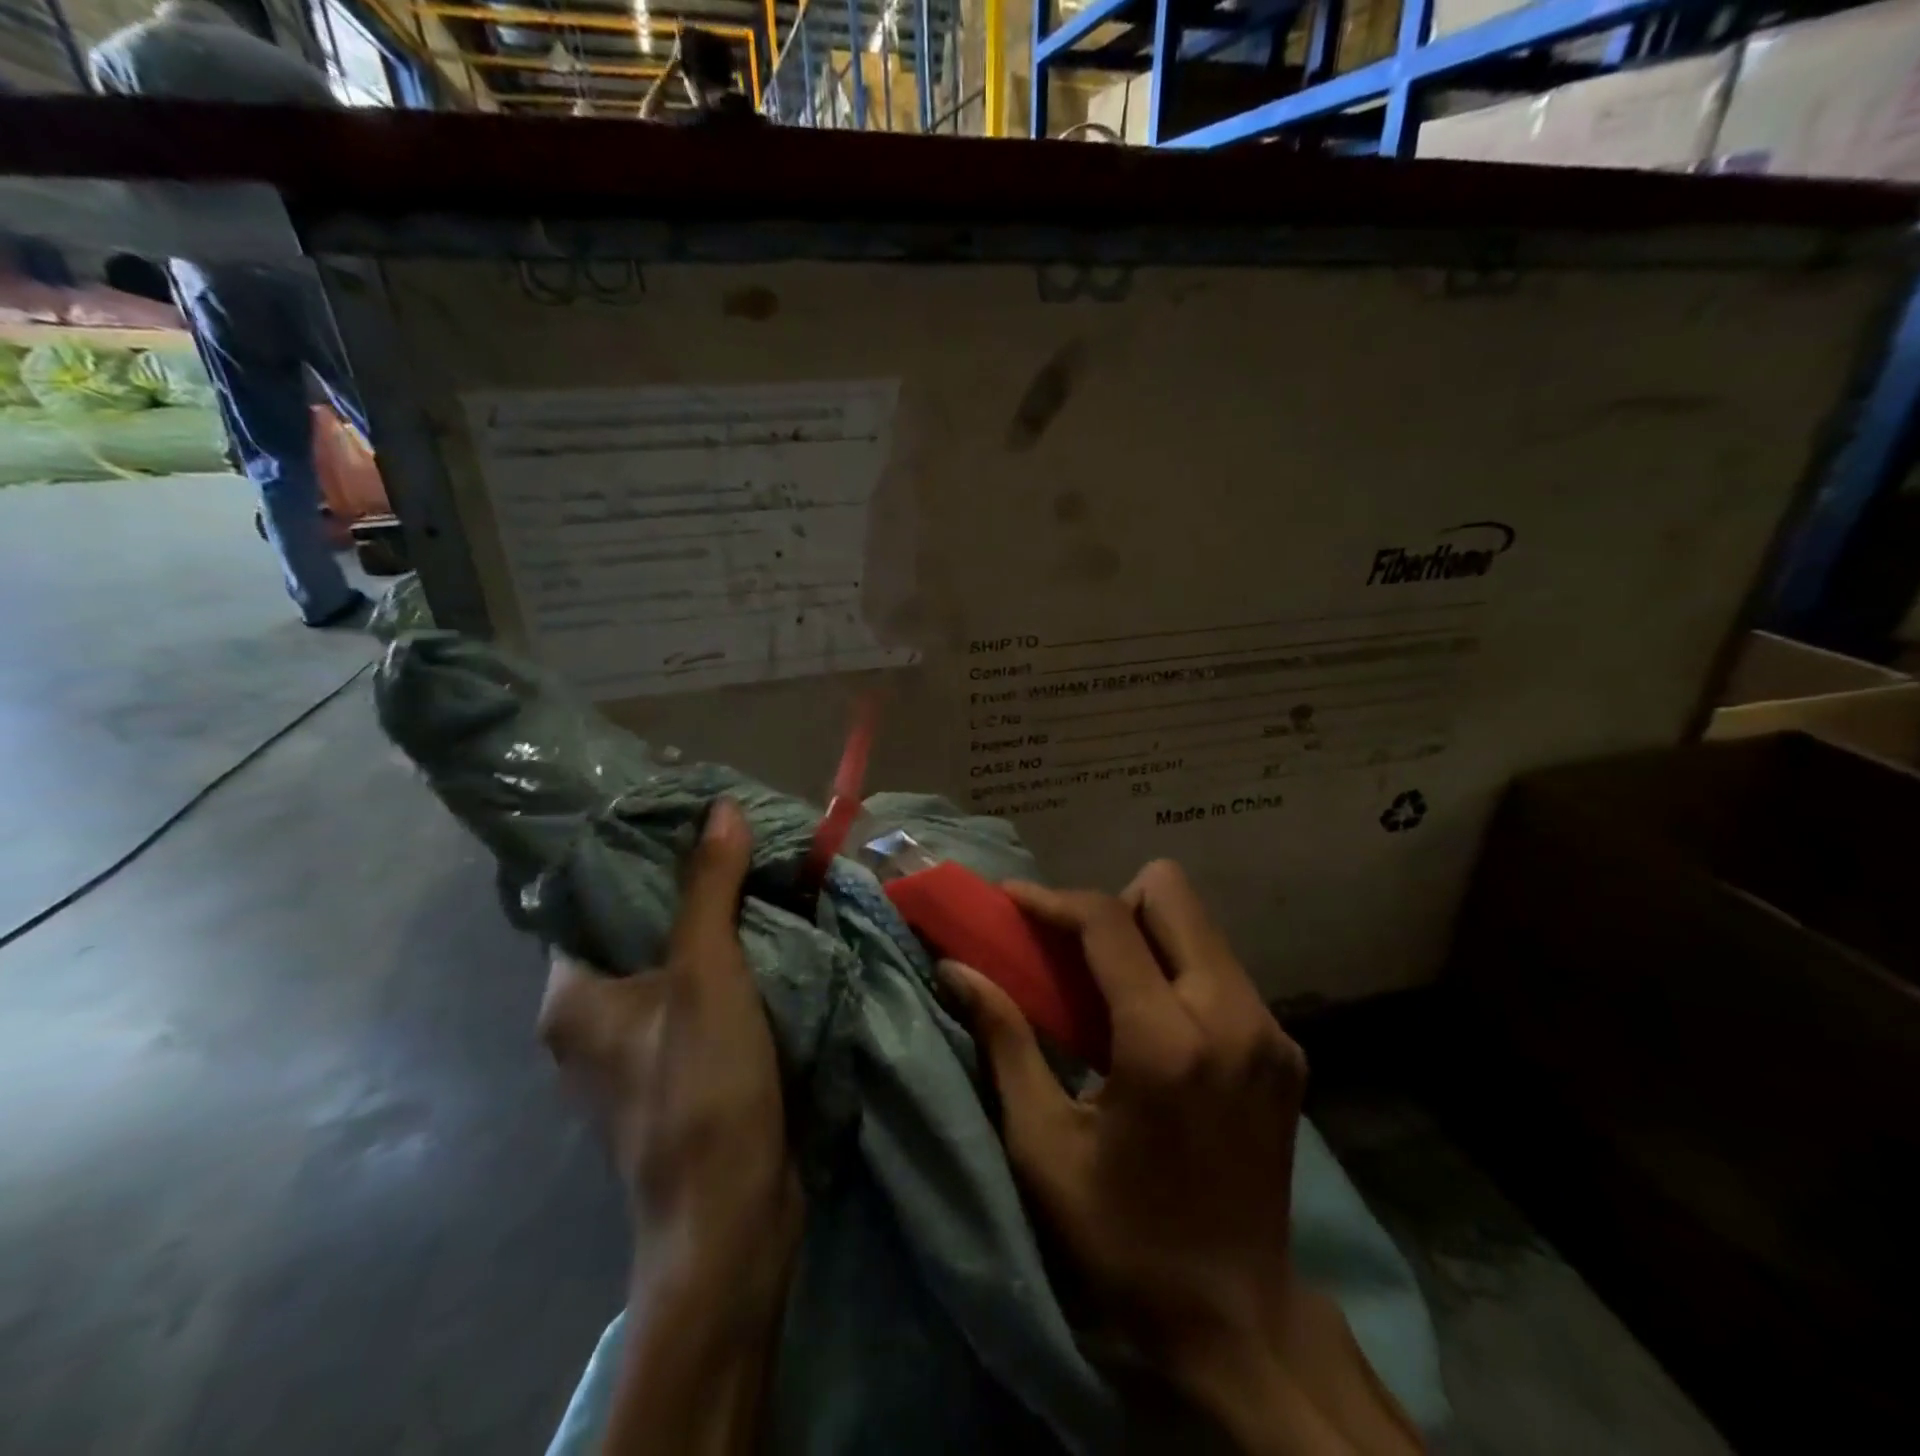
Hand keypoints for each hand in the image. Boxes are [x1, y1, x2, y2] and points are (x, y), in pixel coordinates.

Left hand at [537, 797, 801, 1313]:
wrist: (733, 1215)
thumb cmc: (702, 1086)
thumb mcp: (707, 973)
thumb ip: (710, 887)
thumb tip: (720, 807)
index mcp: (571, 996)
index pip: (590, 900)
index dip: (637, 856)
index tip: (687, 819)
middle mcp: (591, 1021)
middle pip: (636, 929)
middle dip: (687, 888)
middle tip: (735, 842)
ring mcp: (635, 1050)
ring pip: (672, 963)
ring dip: (714, 927)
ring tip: (757, 875)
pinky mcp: (677, 1069)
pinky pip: (697, 995)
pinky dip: (728, 965)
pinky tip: (766, 936)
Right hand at [943, 860, 1302, 1367]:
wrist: (1239, 1321)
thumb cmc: (1122, 1237)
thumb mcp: (1043, 1145)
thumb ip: (1003, 1040)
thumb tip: (956, 969)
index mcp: (1166, 1042)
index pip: (1109, 921)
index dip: (1052, 898)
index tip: (1012, 901)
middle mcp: (1232, 1017)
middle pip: (1171, 893)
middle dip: (1113, 904)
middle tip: (1075, 952)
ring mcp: (1271, 1032)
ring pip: (1200, 926)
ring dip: (1147, 936)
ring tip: (1111, 989)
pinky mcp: (1287, 1050)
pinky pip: (1222, 969)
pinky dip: (1179, 972)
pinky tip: (1157, 1027)